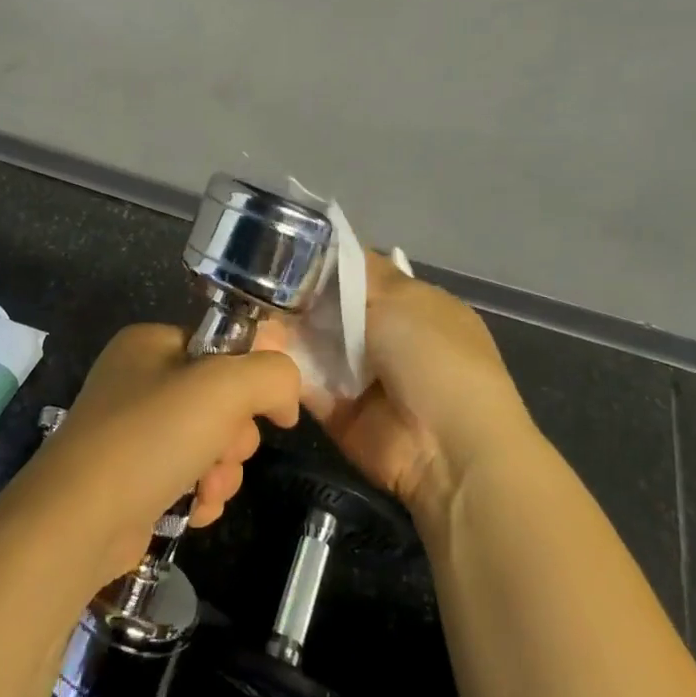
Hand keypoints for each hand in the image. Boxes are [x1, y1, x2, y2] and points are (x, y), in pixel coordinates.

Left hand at [24, 325, 301, 583]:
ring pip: (211, 442)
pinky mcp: (133, 477)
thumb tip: (285, 400)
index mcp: (151, 343)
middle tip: (222, 451)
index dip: (252, 376)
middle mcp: (139, 379)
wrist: (78, 521)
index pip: (223, 346)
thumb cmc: (149, 437)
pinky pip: (189, 475)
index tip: (269, 409)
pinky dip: (201, 494)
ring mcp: (133, 431)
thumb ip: (271, 375)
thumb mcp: (223, 388)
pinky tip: (196, 510)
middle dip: (235, 435)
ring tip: (208, 489)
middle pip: (222, 398)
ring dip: (223, 470)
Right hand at [261, 254, 538, 522]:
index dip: (324, 263)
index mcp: (413, 305)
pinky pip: (303, 382)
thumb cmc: (434, 356)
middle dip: (296, 297)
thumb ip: (359, 273)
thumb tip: (329, 247)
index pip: (360, 274)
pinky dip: (283, 367)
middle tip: (255, 282)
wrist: (448, 449)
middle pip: (330, 308)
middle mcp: (386, 337)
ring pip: (312, 344)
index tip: (283, 250)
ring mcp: (361, 376)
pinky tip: (256, 346)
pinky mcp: (337, 410)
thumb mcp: (401, 297)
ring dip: (284, 330)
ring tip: (248, 310)